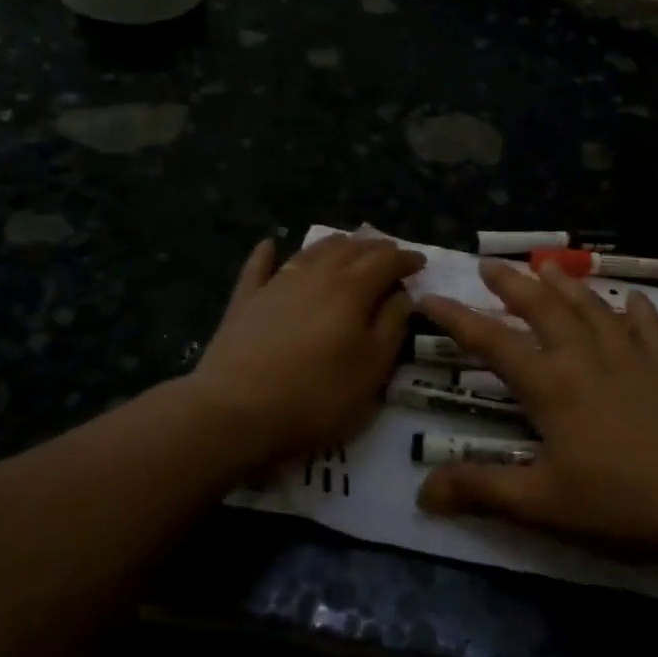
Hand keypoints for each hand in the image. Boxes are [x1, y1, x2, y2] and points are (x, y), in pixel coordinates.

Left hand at [187, 235, 424, 465]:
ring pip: (311, 251)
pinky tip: (269, 245)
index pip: (386, 260)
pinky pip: (259, 267)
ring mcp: (277, 284)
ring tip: (348, 247)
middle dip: (374, 248)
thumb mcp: (372, 368)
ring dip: (335, 245)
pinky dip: (267, 253)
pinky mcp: (245, 301)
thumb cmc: (318, 395)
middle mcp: (316, 274)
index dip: (406, 259)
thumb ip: (392, 326)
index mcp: (352, 288)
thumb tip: (402, 296)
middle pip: (350, 249)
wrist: (237, 410)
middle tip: (389, 255)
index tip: (420, 264)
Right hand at [417, 260, 657, 558]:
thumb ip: (481, 491)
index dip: (458, 319)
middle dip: (513, 284)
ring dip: (565, 285)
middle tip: (490, 264)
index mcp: (552, 386)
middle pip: (544, 308)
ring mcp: (633, 357)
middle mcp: (587, 358)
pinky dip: (636, 309)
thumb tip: (421, 491)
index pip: (492, 342)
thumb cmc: (621, 504)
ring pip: (592, 307)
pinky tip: (632, 299)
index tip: (432, 296)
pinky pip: (649, 326)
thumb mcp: (542, 504)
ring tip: (546, 266)